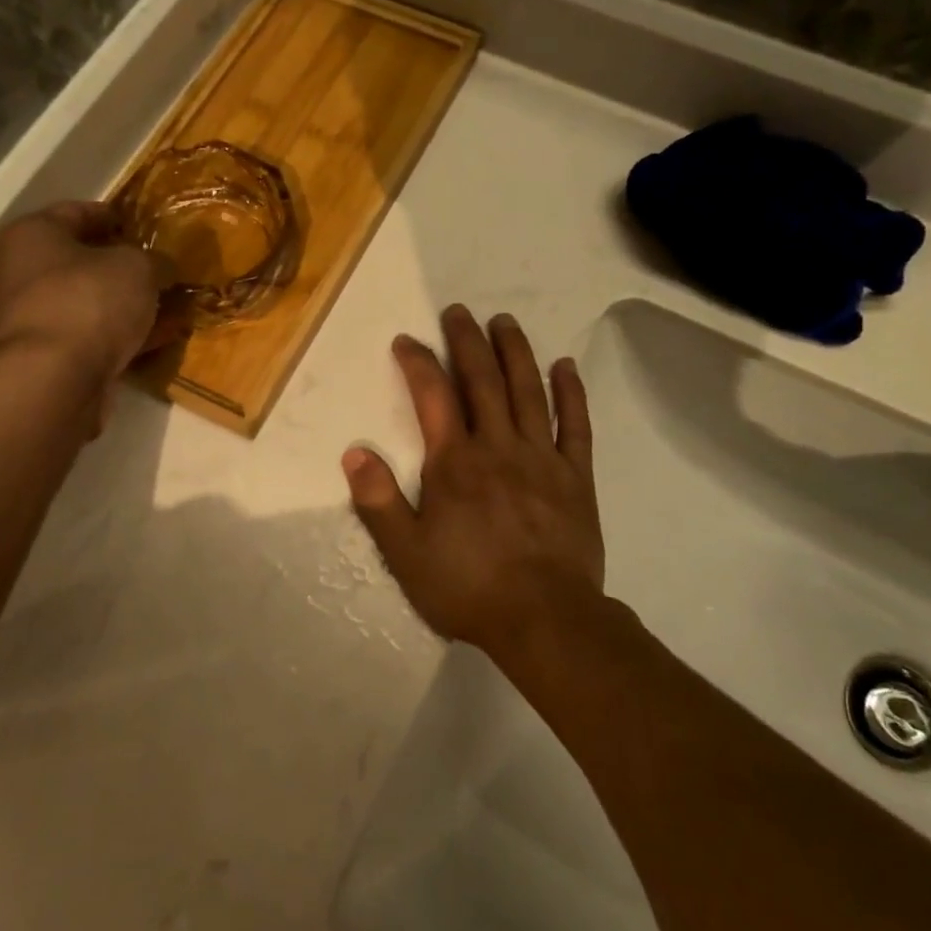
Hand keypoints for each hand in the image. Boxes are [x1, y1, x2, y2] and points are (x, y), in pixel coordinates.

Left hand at [0, 203, 165, 381]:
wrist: (50, 381)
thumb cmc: (88, 301)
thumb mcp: (137, 267)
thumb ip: (155, 261)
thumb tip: (162, 268)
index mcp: (33, 235)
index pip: (78, 212)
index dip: (116, 217)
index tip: (147, 227)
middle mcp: (21, 273)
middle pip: (83, 262)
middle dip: (125, 268)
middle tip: (163, 272)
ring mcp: (32, 320)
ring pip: (91, 304)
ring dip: (128, 307)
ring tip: (171, 309)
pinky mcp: (47, 360)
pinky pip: (94, 339)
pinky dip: (124, 338)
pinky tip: (160, 340)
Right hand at [342, 305, 605, 655]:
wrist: (544, 619)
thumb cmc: (469, 587)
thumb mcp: (407, 553)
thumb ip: (379, 501)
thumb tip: (354, 453)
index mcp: (455, 462)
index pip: (433, 396)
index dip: (418, 362)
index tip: (406, 340)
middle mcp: (498, 446)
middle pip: (483, 380)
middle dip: (467, 341)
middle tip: (459, 311)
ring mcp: (542, 458)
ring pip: (528, 391)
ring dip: (515, 352)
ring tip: (505, 322)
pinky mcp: (576, 476)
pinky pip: (576, 425)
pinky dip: (571, 392)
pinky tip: (566, 366)